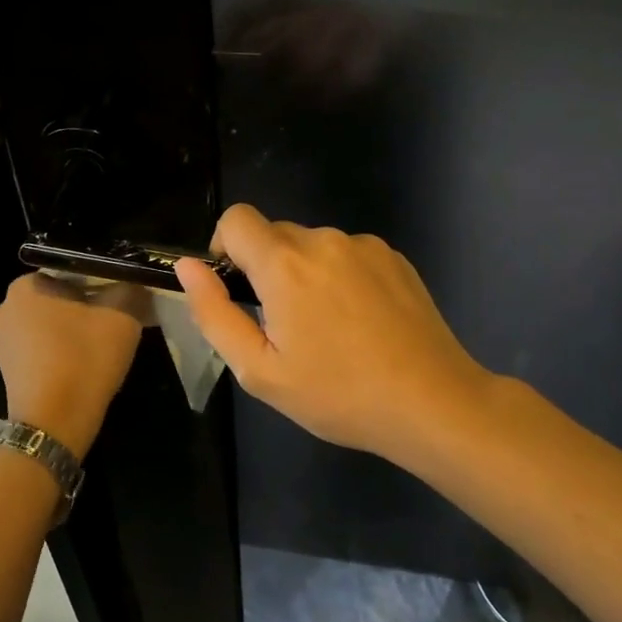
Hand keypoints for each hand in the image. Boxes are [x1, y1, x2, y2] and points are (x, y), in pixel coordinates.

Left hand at [0, 273, 144, 457]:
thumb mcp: (121, 317)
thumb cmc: (83, 360)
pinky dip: (62, 355)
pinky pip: (42, 352)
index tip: (120, 298)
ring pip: (50, 327)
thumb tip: (134, 284)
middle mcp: (5, 310)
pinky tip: (85, 369)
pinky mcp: (9, 373)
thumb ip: (129, 290)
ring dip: (74, 333)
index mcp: (24, 287)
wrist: (53, 426)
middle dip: (86, 308)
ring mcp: (2, 345)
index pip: (68, 271)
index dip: (99, 281)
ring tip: (104, 349)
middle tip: (116, 323)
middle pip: (58, 299)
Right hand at [174, 205, 491, 467]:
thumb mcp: (259, 370)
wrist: (433, 403)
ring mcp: (364, 246)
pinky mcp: (394, 257)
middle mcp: (323, 240)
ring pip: (312, 246)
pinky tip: (361, 323)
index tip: (236, 288)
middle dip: (266, 269)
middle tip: (285, 326)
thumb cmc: (338, 394)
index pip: (236, 219)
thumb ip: (214, 313)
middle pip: (274, 234)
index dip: (224, 247)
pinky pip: (348, 255)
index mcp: (284, 264)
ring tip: (329, 329)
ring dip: (305, 274)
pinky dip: (340, 277)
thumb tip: (189, 267)